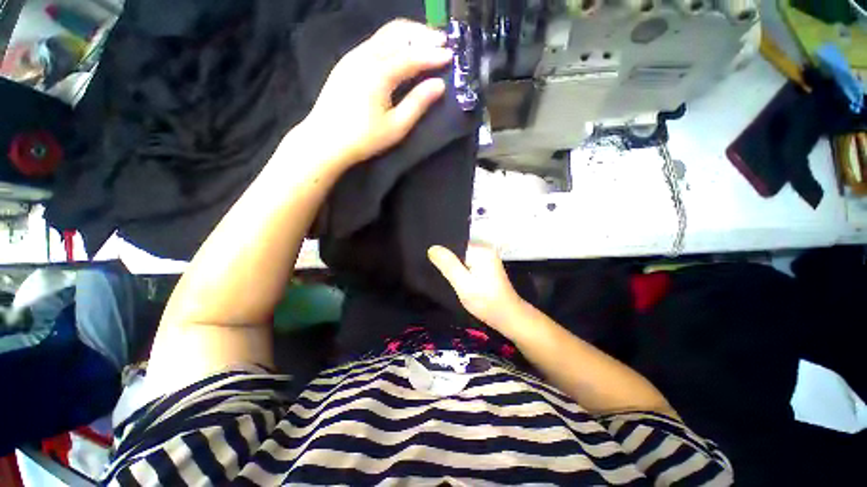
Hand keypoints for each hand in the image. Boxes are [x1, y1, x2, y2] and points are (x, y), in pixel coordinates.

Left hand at [303, 19, 451, 168]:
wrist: (325, 140)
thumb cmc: (363, 139)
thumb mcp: (396, 127)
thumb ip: (418, 103)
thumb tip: (439, 85)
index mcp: (378, 72)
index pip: (412, 56)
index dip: (433, 55)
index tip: (451, 54)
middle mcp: (365, 55)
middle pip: (398, 32)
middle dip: (422, 34)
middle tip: (442, 40)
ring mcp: (353, 56)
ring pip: (385, 34)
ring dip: (408, 34)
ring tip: (426, 42)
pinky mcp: (347, 62)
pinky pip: (375, 42)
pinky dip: (393, 41)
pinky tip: (402, 51)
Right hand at [428, 244, 525, 329]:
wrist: (507, 317)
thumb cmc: (486, 301)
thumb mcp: (464, 285)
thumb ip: (449, 266)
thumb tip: (433, 248)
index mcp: (480, 250)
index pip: (454, 244)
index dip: (441, 252)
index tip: (428, 260)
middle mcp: (484, 249)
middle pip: (458, 249)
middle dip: (446, 258)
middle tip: (431, 268)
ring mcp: (486, 257)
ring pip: (461, 257)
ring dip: (452, 264)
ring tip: (440, 272)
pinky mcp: (485, 266)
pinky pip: (467, 262)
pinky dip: (459, 269)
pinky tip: (453, 276)